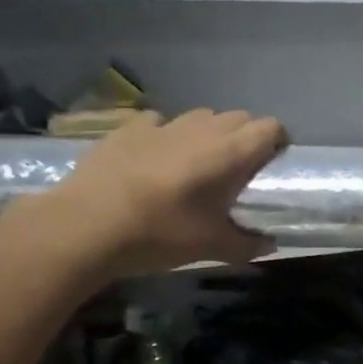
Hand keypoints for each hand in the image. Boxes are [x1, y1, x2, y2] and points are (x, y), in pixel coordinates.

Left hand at [28, 109, 286, 276]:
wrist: (85, 226)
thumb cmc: (160, 234)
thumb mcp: (210, 247)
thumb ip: (247, 244)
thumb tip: (270, 244)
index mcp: (229, 153)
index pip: (269, 127)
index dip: (277, 142)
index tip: (272, 165)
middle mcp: (202, 129)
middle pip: (239, 117)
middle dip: (245, 137)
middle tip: (238, 170)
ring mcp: (163, 125)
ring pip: (201, 116)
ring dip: (209, 133)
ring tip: (197, 162)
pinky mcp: (129, 128)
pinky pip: (160, 121)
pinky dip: (166, 134)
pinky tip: (156, 157)